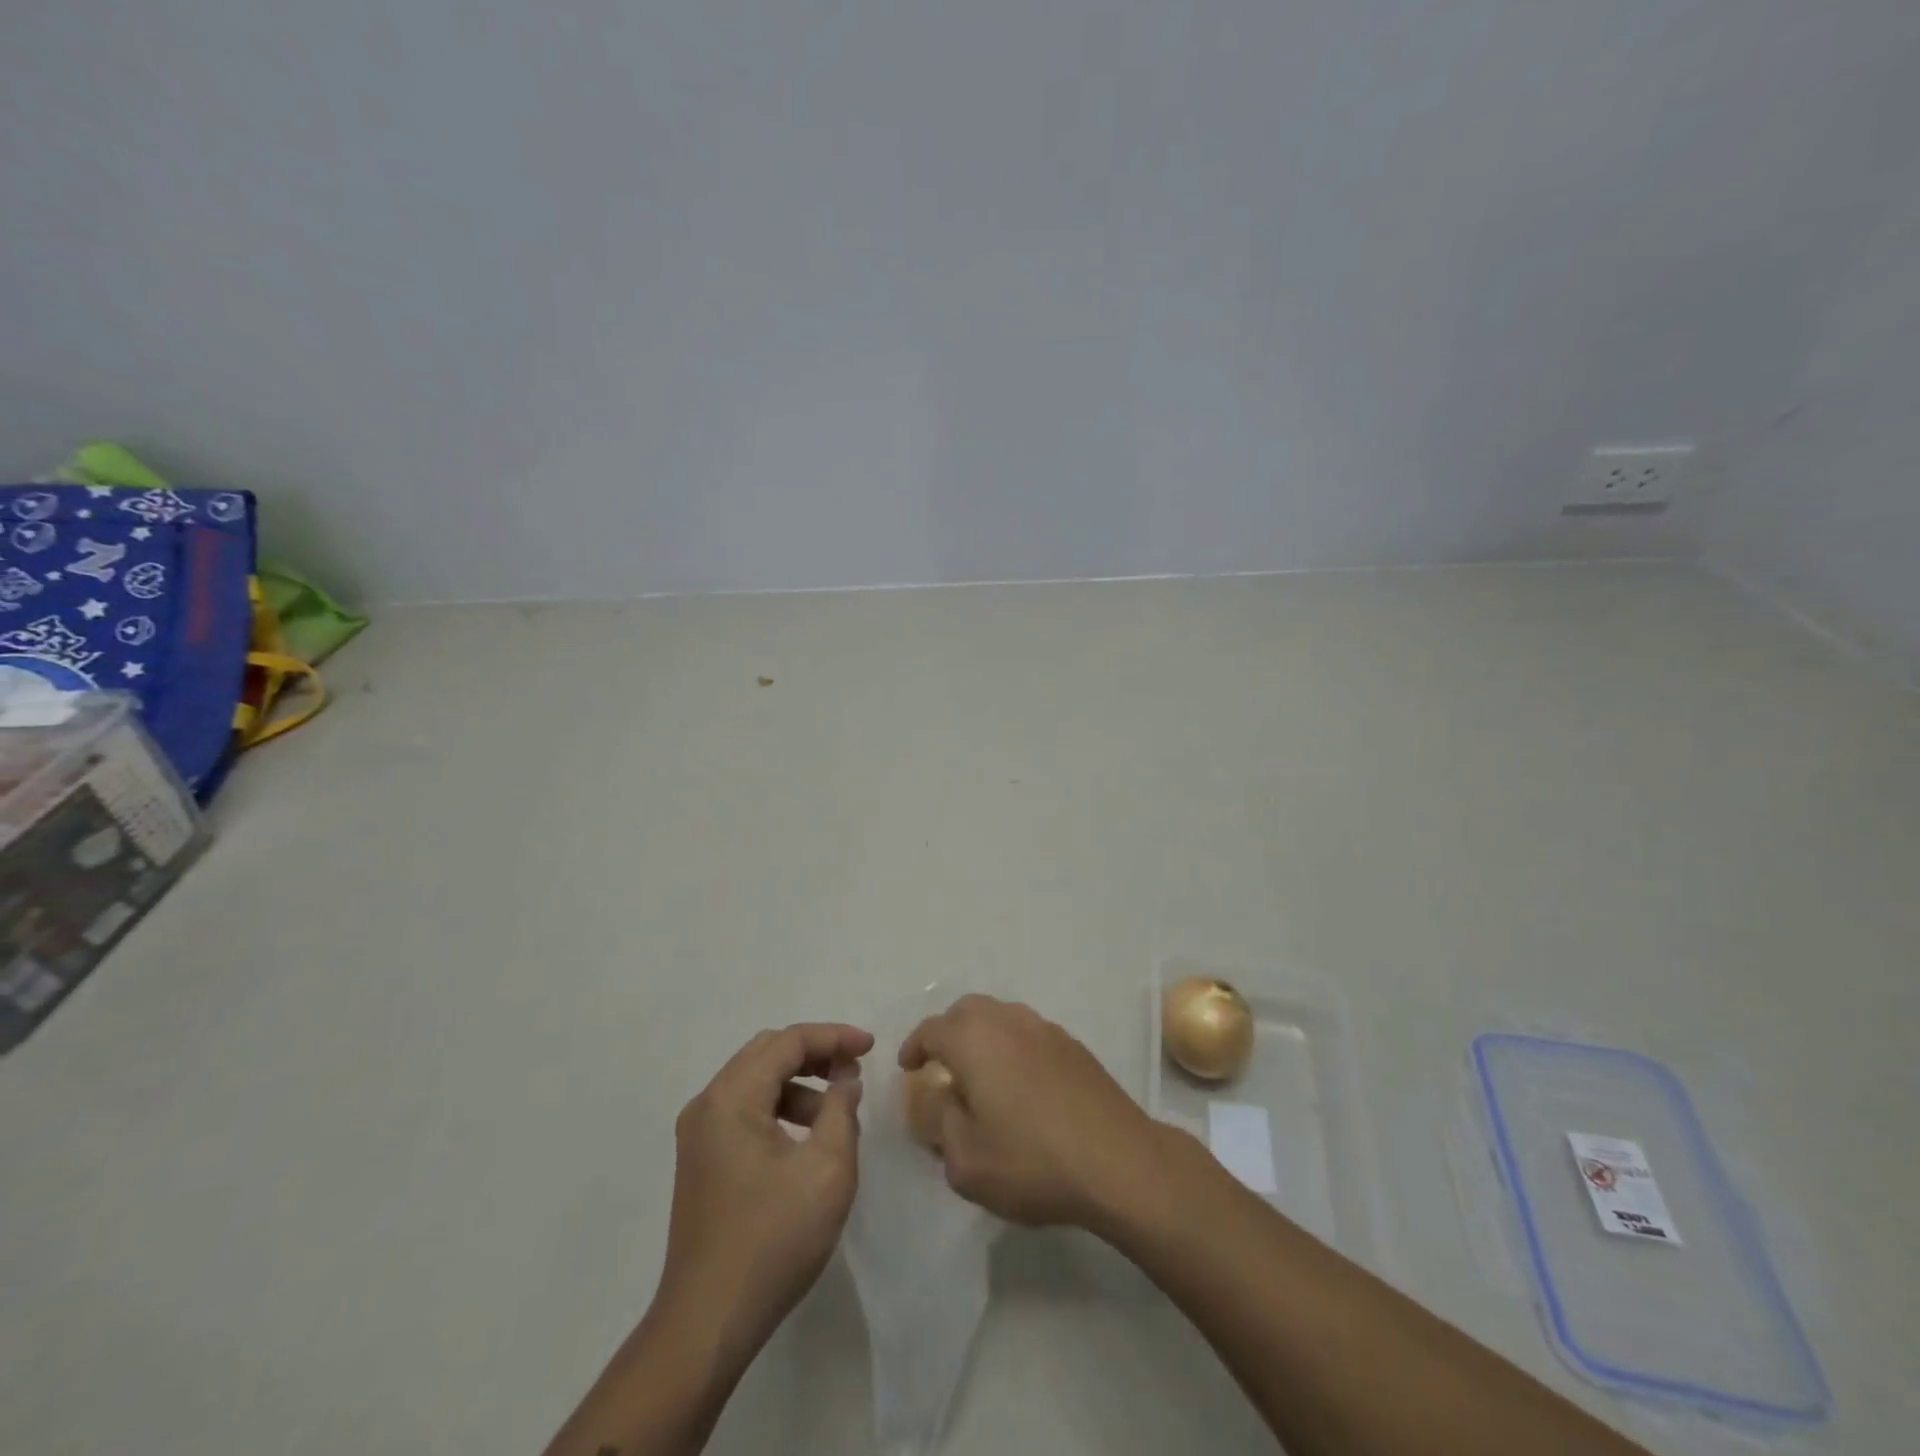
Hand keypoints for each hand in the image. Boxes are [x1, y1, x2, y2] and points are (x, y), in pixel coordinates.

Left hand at [660, 1022, 872, 1365]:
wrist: (707, 1323)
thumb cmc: (773, 1240)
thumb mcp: (827, 1169)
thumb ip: (841, 1110)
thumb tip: (845, 1079)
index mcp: (731, 1097)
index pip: (788, 1041)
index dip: (833, 1037)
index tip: (871, 1047)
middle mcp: (708, 1104)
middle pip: (767, 1053)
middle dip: (815, 1054)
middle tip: (854, 1070)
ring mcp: (699, 1134)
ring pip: (755, 1081)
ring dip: (799, 1083)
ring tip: (837, 1112)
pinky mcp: (701, 1160)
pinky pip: (745, 1110)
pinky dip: (780, 1108)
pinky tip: (807, 1139)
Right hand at [899, 995, 1163, 1230]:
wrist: (1118, 1161)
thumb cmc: (1032, 1162)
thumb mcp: (965, 1160)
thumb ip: (940, 1122)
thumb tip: (939, 1097)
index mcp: (974, 1039)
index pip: (932, 1029)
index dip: (915, 1047)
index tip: (909, 1068)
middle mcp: (1007, 1020)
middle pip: (967, 1011)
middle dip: (948, 1032)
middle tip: (942, 1066)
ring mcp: (1045, 1029)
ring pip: (1001, 1016)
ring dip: (983, 1036)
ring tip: (981, 1074)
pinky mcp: (1073, 1045)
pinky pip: (1029, 1033)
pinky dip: (1013, 1047)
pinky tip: (1020, 1084)